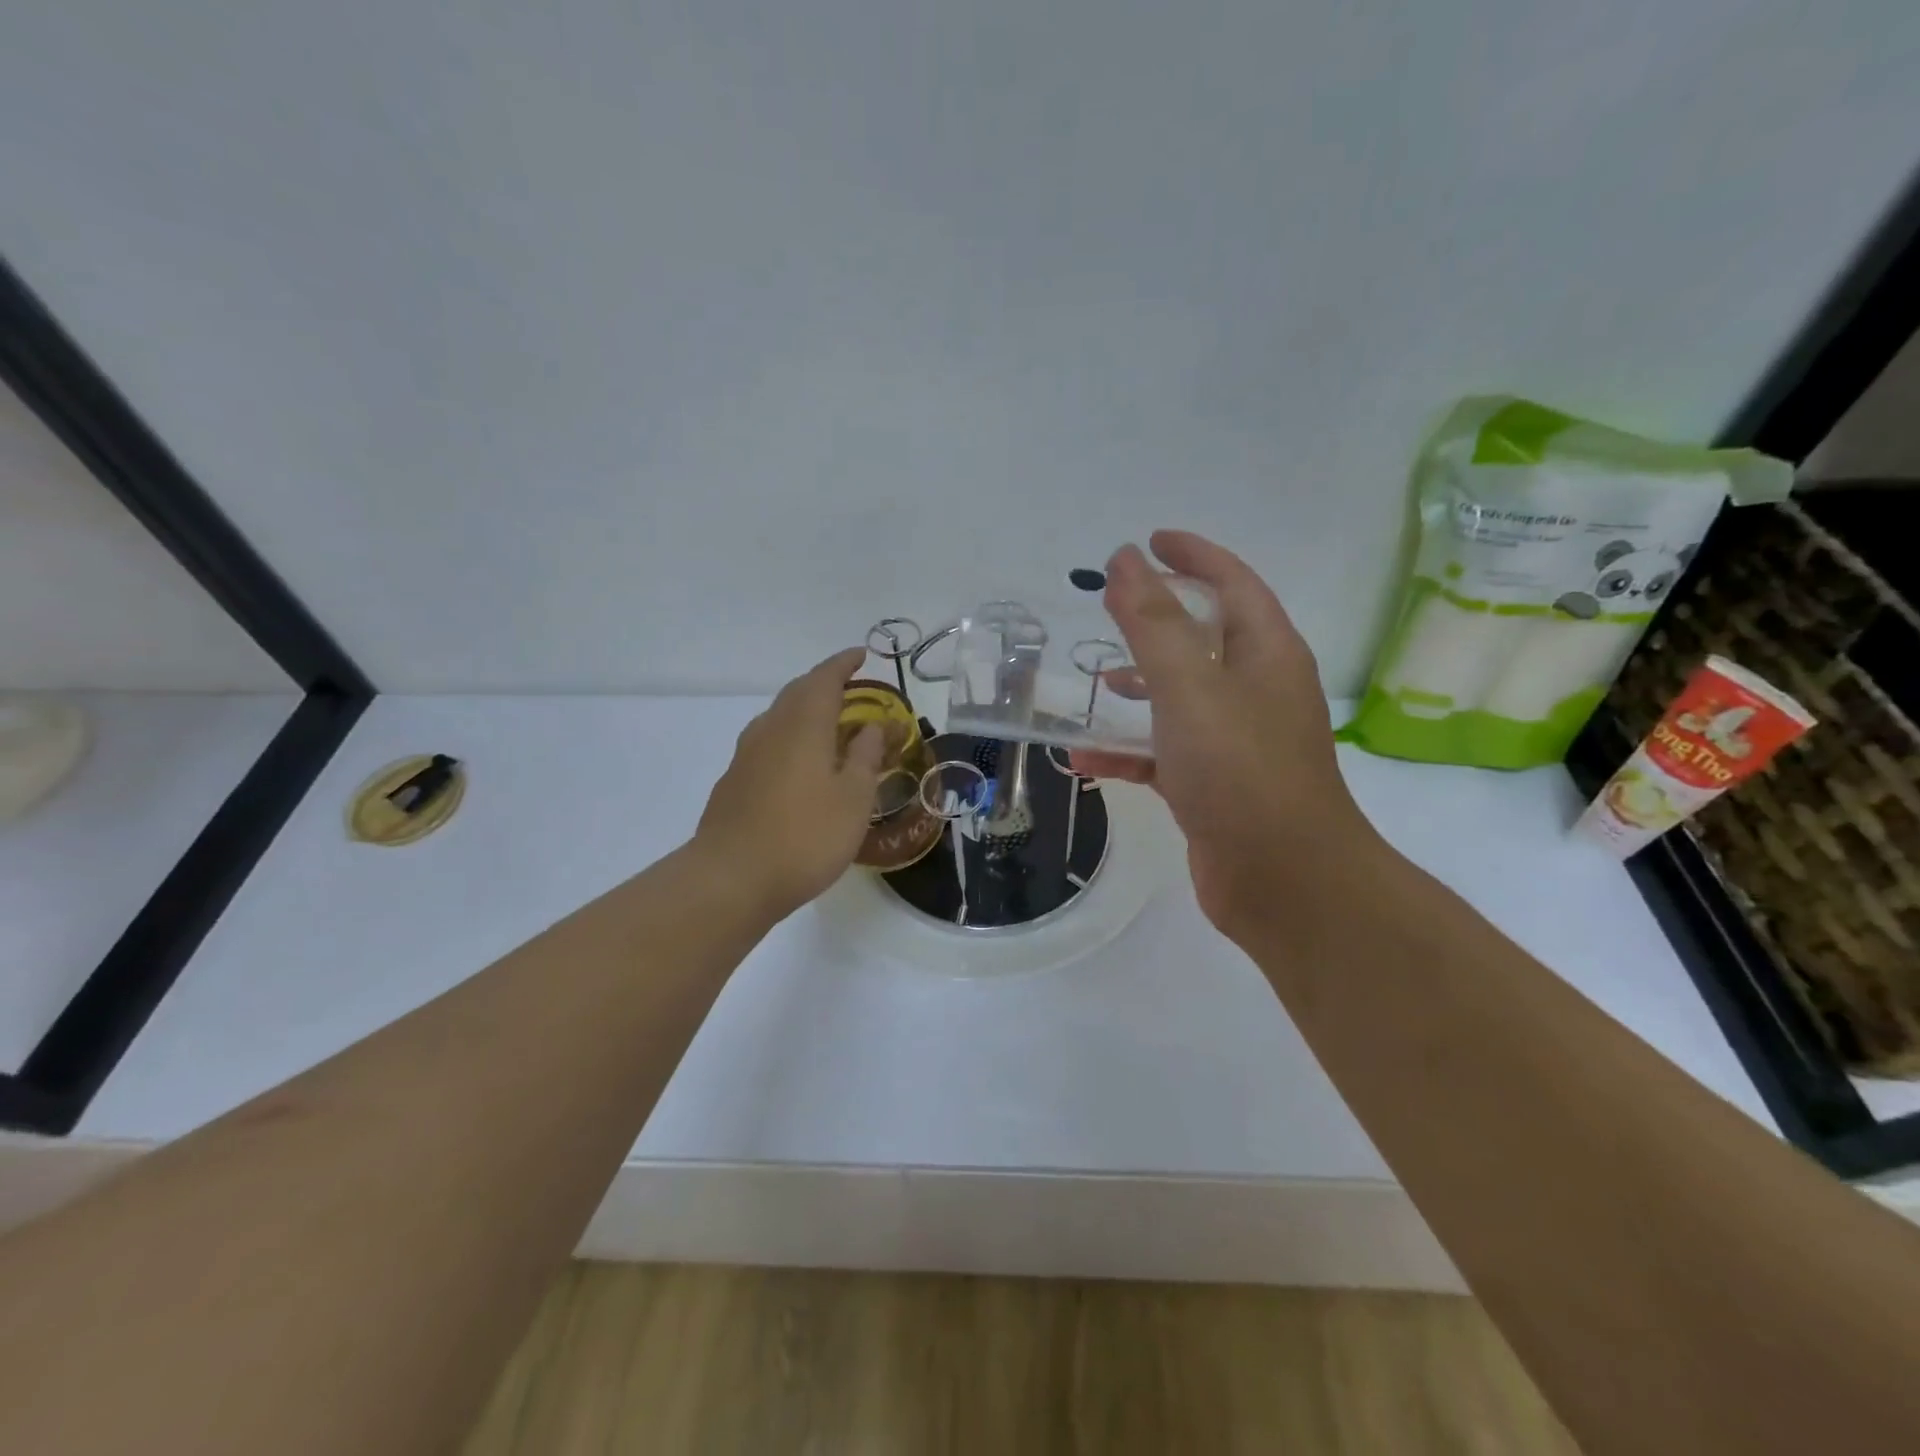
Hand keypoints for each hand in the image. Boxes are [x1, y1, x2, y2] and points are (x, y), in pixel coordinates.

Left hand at [694, 648, 885, 918]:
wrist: (732, 878)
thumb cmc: (805, 836)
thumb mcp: (853, 798)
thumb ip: (865, 757)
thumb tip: (873, 726)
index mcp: (803, 725)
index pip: (824, 679)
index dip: (844, 664)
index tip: (862, 654)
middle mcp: (770, 729)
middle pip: (797, 692)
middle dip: (824, 683)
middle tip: (850, 688)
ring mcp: (746, 755)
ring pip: (778, 717)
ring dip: (804, 710)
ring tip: (828, 723)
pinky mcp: (734, 781)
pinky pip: (767, 742)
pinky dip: (789, 737)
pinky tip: (799, 763)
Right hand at [1075, 531, 1375, 936]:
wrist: (1284, 882)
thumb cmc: (1240, 771)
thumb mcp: (1190, 687)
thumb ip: (1153, 622)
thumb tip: (1125, 559)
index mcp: (1266, 653)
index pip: (1232, 582)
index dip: (1192, 555)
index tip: (1148, 540)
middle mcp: (1258, 690)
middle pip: (1206, 637)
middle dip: (1159, 619)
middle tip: (1111, 608)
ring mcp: (1238, 740)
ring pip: (1182, 696)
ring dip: (1140, 686)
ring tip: (1096, 682)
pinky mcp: (1216, 784)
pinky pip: (1166, 752)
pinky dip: (1129, 750)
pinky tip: (1084, 759)